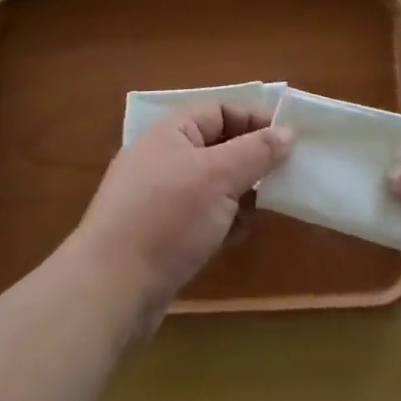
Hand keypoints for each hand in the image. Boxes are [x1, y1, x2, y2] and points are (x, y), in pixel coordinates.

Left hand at [70, 104, 291, 337]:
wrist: (111, 289)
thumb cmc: (168, 218)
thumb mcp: (220, 176)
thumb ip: (257, 150)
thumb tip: (288, 131)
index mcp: (170, 133)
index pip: (220, 111)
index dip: (254, 120)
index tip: (289, 140)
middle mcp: (162, 159)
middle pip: (218, 147)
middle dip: (251, 162)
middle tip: (283, 177)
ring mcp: (158, 199)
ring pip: (212, 185)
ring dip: (239, 196)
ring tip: (262, 210)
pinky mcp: (159, 234)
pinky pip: (200, 216)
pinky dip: (221, 222)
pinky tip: (235, 237)